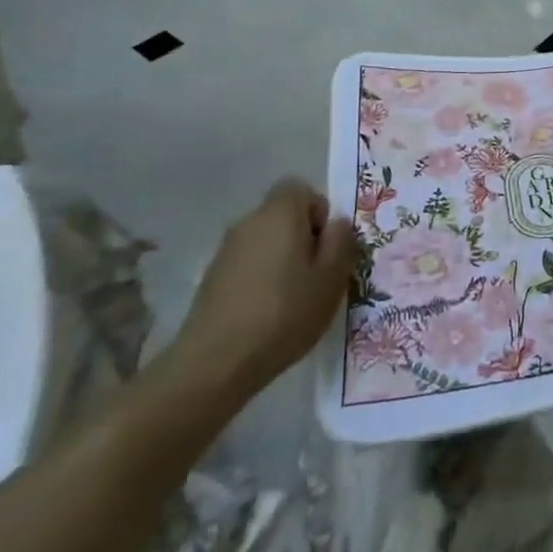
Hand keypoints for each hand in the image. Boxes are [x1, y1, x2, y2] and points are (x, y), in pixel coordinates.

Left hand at [171, 179, 357, 400]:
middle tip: (316, 276)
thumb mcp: (332, 277)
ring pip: (265, 241)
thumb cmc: (285, 312)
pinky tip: (267, 313)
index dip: (318, 212)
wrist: (215, 362)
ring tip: (293, 299)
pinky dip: (260, 279)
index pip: (300, 188)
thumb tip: (337, 224)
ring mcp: (225, 250)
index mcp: (280, 213)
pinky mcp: (211, 278)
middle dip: (302, 238)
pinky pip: (247, 265)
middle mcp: (249, 221)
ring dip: (281, 260)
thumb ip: (342, 241)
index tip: (326, 247)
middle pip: (282, 215)